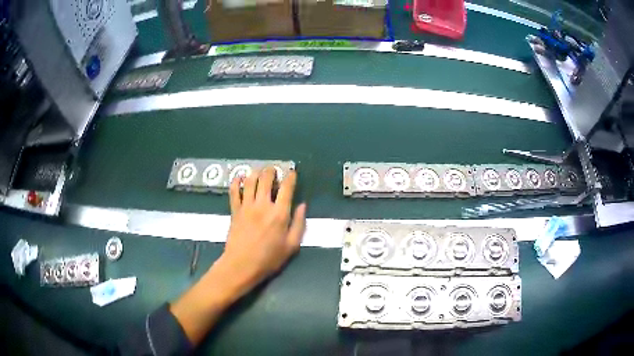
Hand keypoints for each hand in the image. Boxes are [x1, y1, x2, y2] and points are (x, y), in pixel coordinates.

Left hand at [220, 167, 306, 288]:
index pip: (287, 188)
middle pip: (266, 179)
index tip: (292, 172)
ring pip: (250, 181)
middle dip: (271, 170)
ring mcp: (247, 206)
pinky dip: (236, 182)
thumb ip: (299, 224)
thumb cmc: (269, 258)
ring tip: (259, 171)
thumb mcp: (291, 246)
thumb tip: (303, 206)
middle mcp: (263, 205)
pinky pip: (234, 191)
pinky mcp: (235, 210)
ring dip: (256, 172)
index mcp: (280, 213)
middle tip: (274, 170)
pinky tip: (239, 178)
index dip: (290, 177)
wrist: (242, 265)